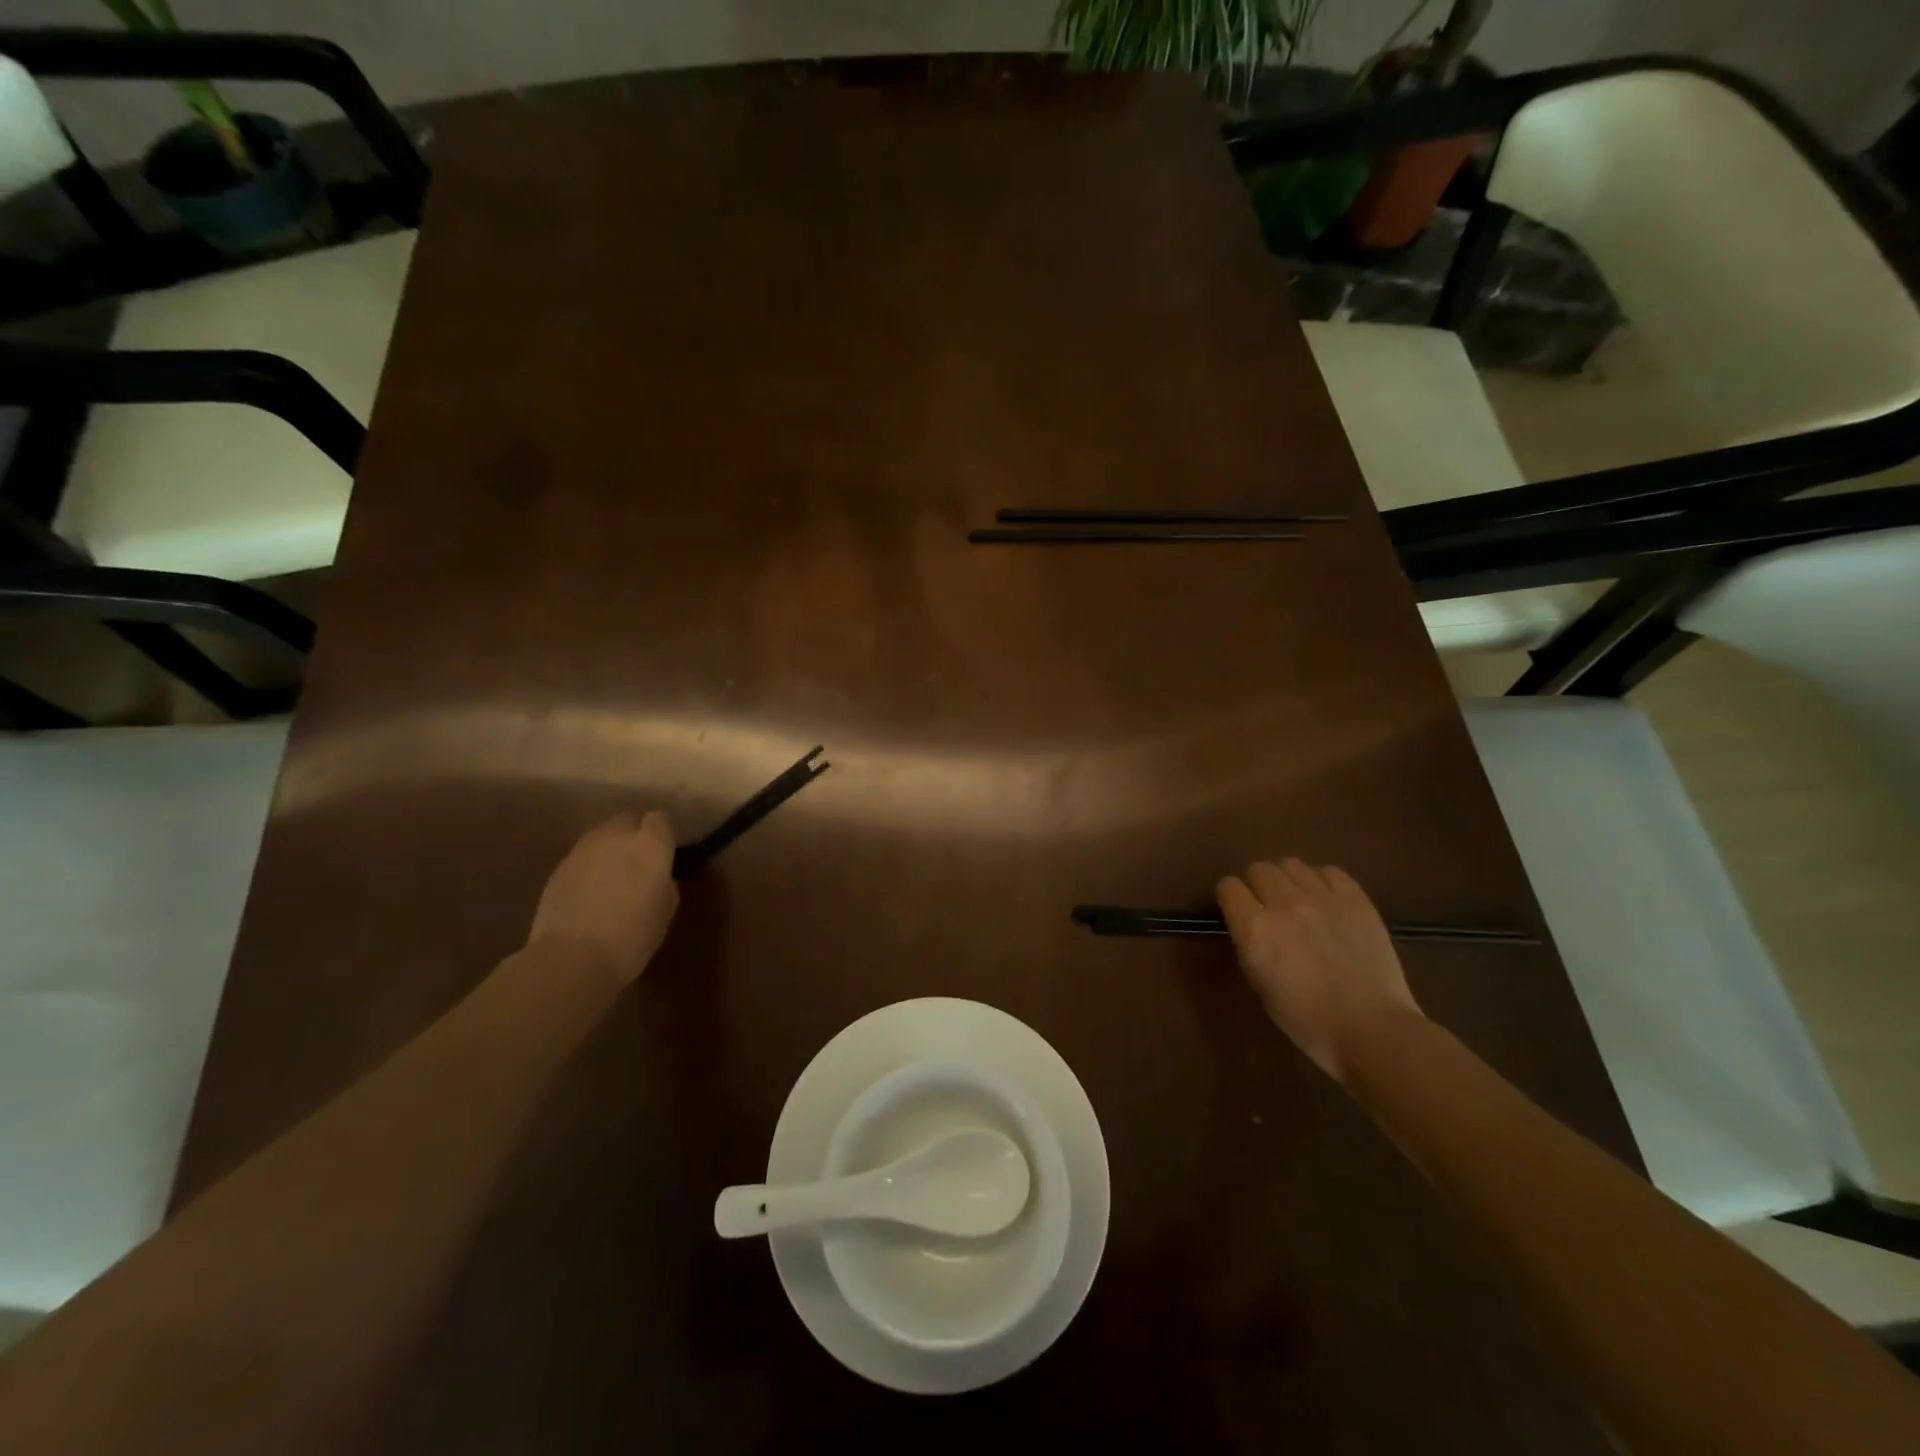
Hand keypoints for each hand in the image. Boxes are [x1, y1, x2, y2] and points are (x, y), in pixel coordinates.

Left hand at [528, 812, 678, 985]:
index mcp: (650, 845)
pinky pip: (581, 858)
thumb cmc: (633, 935)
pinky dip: (588, 868)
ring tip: (611, 877)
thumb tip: (659, 878)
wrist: (572, 957)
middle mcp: (616, 837)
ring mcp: (583, 850)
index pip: (659, 819)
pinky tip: (588, 894)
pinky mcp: (558, 868)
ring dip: (608, 849)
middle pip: (626, 820)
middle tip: (637, 863)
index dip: (662, 834)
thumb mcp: (665, 910)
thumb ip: (665, 884)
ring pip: (600, 837)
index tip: (664, 853)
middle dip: (633, 835)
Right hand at [1216, 858, 1422, 1080]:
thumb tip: (1251, 924)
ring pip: (1291, 864)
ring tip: (1298, 900)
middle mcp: (1283, 904)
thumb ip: (1250, 944)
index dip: (1231, 897)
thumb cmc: (1307, 1020)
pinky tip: (1327, 902)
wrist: (1372, 1030)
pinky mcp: (1356, 899)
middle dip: (1257, 885)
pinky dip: (1321, 881)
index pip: (1228, 886)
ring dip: (1287, 880)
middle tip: (1268, 906)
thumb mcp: (1260, 984)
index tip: (1238, 910)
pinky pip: (1329, 872)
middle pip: (1259, 869)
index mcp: (1254, 929)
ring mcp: (1322, 898)